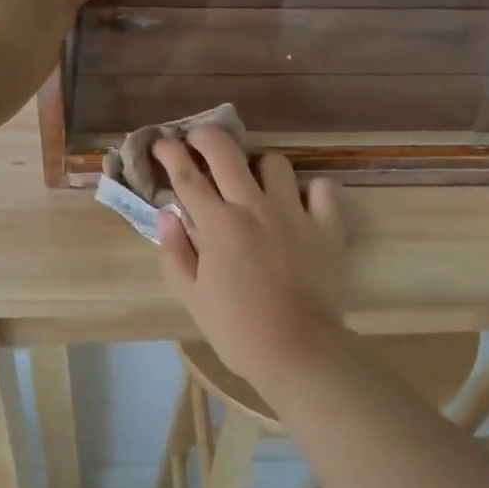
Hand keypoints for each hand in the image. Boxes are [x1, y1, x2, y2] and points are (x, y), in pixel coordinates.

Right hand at [153, 127, 349, 385]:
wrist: (297, 351)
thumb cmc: (237, 329)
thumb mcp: (192, 296)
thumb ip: (175, 251)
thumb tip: (167, 215)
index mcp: (218, 224)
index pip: (186, 175)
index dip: (169, 153)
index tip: (161, 144)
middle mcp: (254, 206)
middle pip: (225, 151)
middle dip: (205, 136)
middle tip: (198, 142)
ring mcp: (294, 212)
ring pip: (275, 162)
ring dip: (258, 168)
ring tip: (255, 185)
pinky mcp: (327, 226)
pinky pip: (323, 187)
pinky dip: (311, 191)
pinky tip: (301, 206)